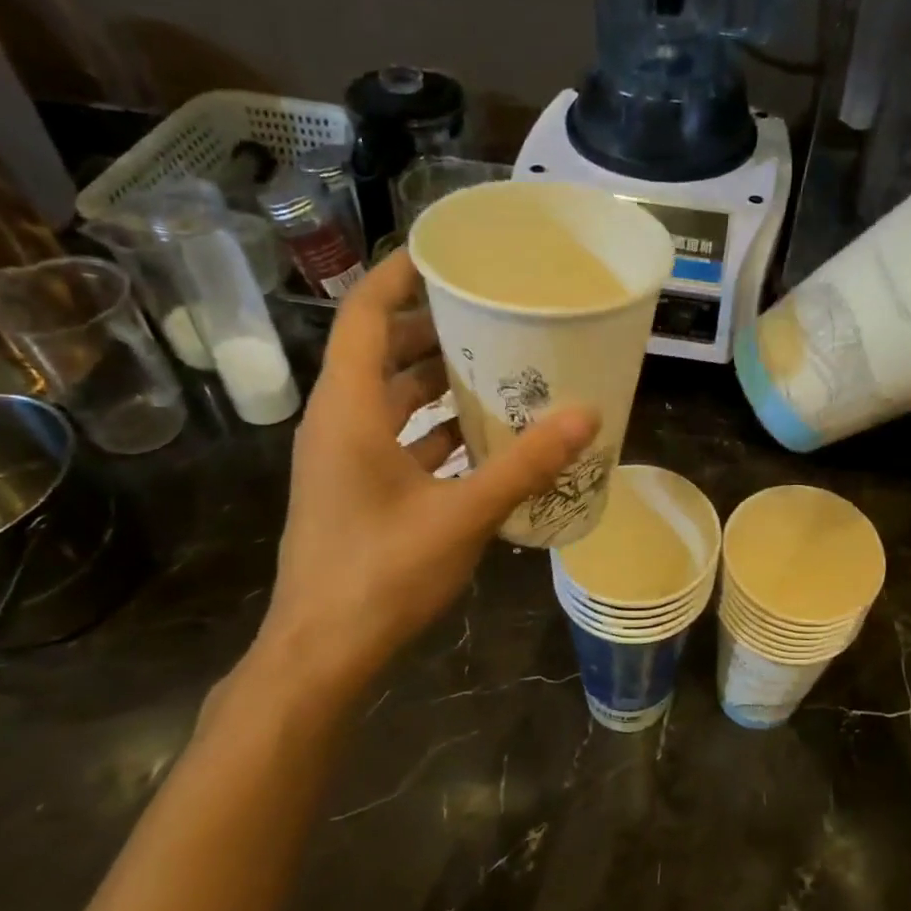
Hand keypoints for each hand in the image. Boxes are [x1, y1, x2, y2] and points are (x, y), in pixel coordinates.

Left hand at [253, 252, 598, 695]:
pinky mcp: (357, 492)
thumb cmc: (382, 574)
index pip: (363, 315)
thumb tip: (587, 416)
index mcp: (349, 411)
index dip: (398, 277)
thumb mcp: (463, 515)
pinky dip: (433, 430)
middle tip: (494, 316)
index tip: (447, 257)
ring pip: (389, 399)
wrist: (323, 653)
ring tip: (497, 370)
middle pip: (380, 352)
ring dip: (435, 382)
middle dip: (432, 329)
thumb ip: (525, 464)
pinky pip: (396, 440)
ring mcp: (344, 460)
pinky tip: (481, 440)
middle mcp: (339, 423)